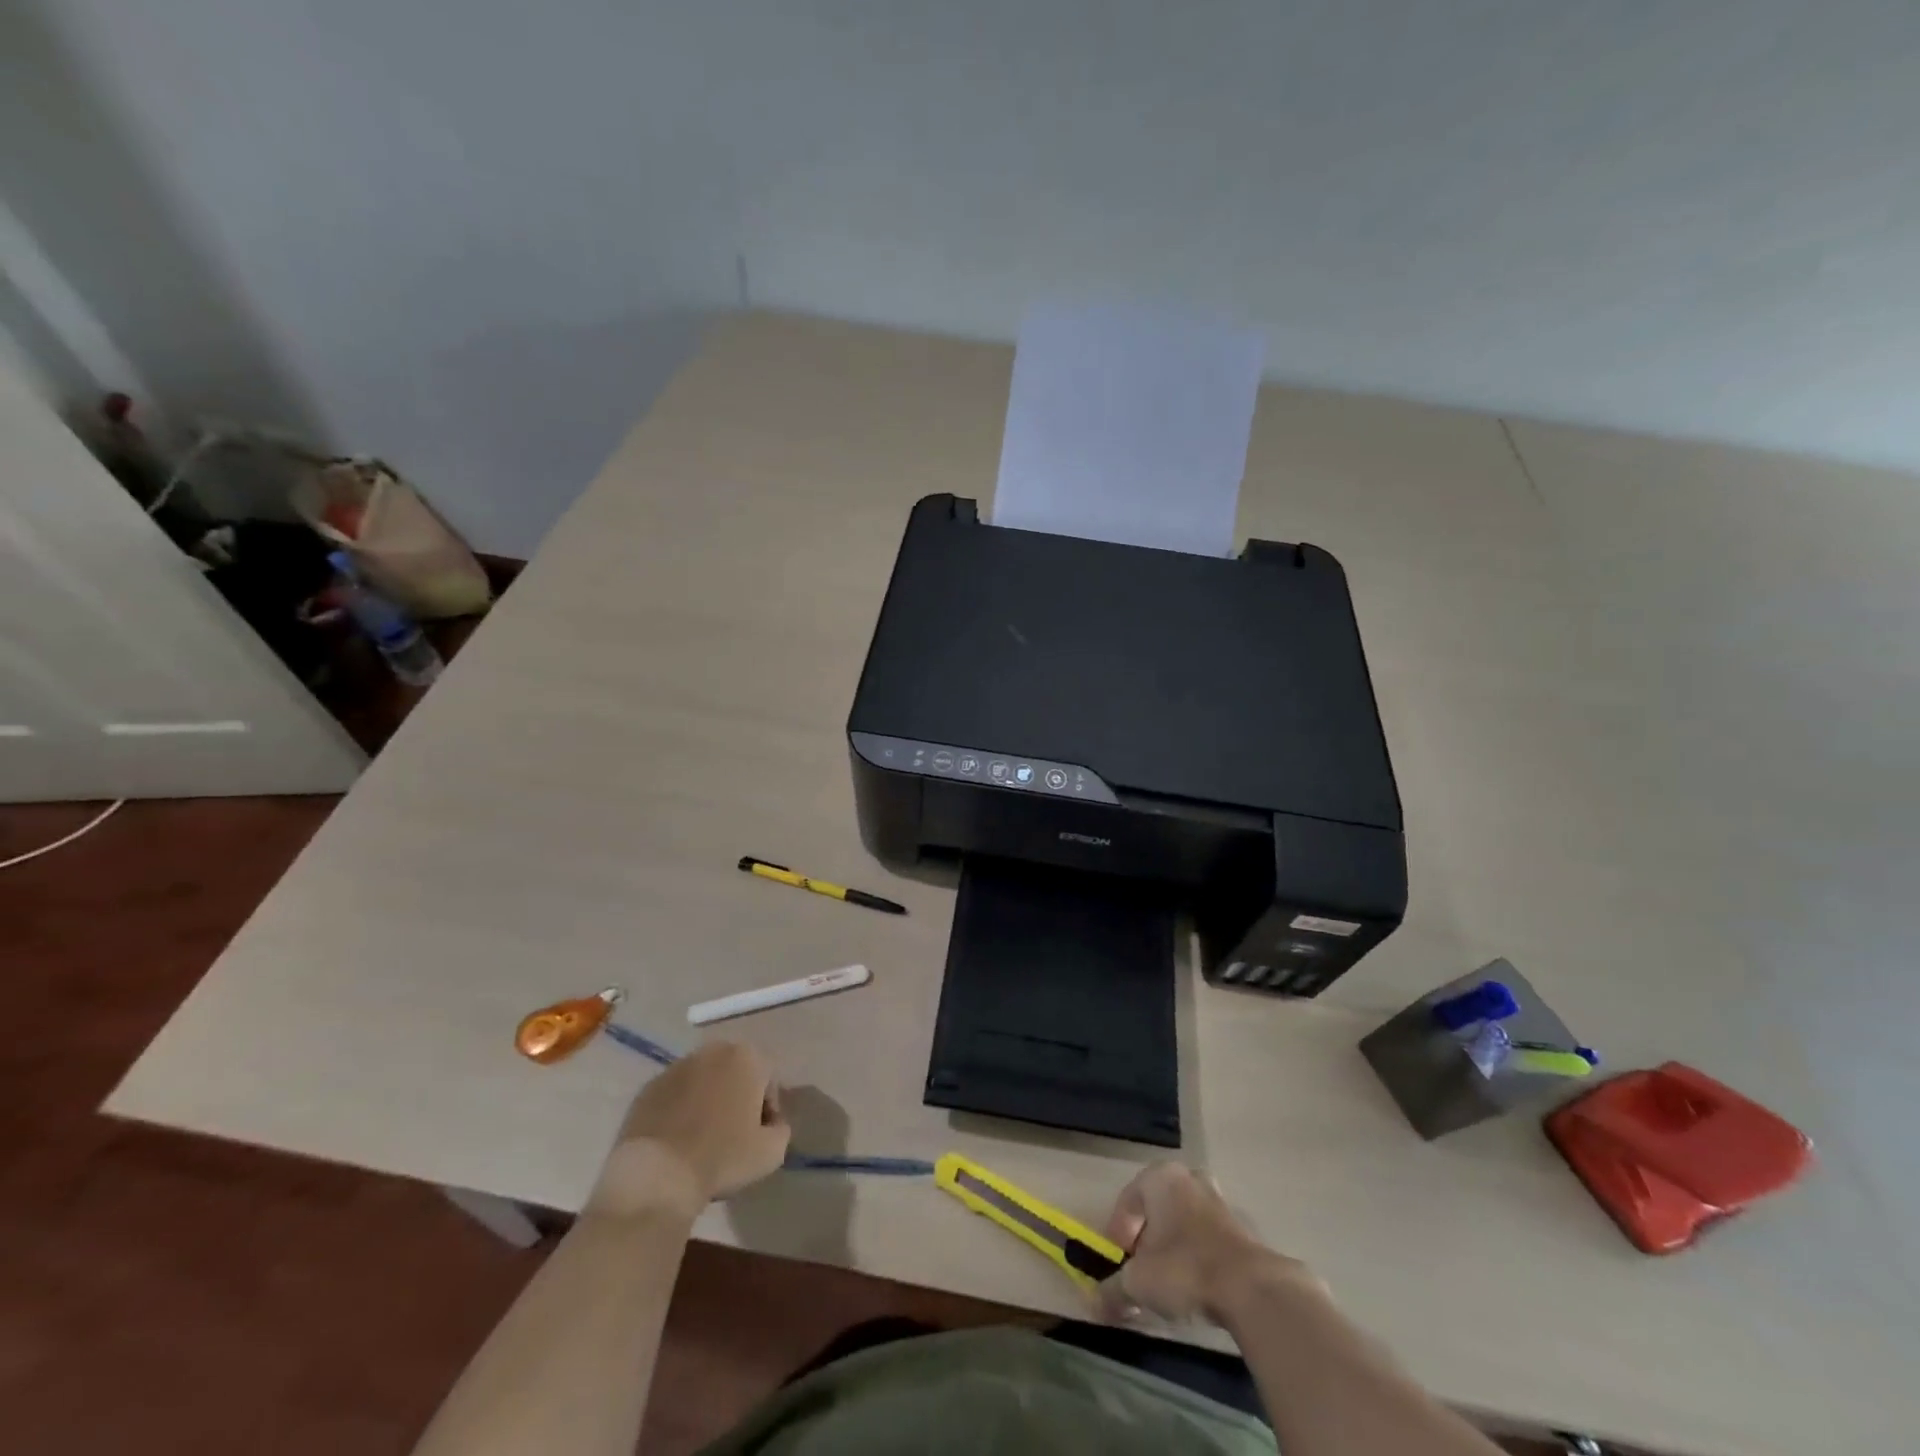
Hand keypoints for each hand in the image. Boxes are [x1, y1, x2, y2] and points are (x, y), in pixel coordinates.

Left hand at [585, 1041, 790, 1221]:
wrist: (657, 1175)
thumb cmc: (722, 1158)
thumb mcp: (771, 1152)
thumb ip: (781, 1129)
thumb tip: (772, 1124)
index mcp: (746, 1057)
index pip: (768, 1081)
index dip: (767, 1111)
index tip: (759, 1137)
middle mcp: (712, 1051)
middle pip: (735, 1075)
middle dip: (737, 1099)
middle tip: (733, 1135)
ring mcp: (676, 1067)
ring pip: (703, 1082)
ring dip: (708, 1102)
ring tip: (702, 1139)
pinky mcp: (648, 1087)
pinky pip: (674, 1096)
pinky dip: (679, 1111)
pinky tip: (677, 1141)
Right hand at [1097, 1162, 1313, 1323]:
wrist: (1250, 1289)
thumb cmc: (1184, 1269)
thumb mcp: (1138, 1283)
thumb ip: (1113, 1290)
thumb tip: (1093, 1304)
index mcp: (1159, 1176)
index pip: (1127, 1201)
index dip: (1118, 1234)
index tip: (1118, 1265)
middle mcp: (1187, 1178)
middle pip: (1156, 1209)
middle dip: (1146, 1239)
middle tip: (1141, 1270)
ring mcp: (1217, 1200)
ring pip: (1182, 1222)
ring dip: (1172, 1248)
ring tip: (1168, 1284)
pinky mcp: (1240, 1227)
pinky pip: (1205, 1238)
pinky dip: (1196, 1257)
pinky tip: (1195, 1287)